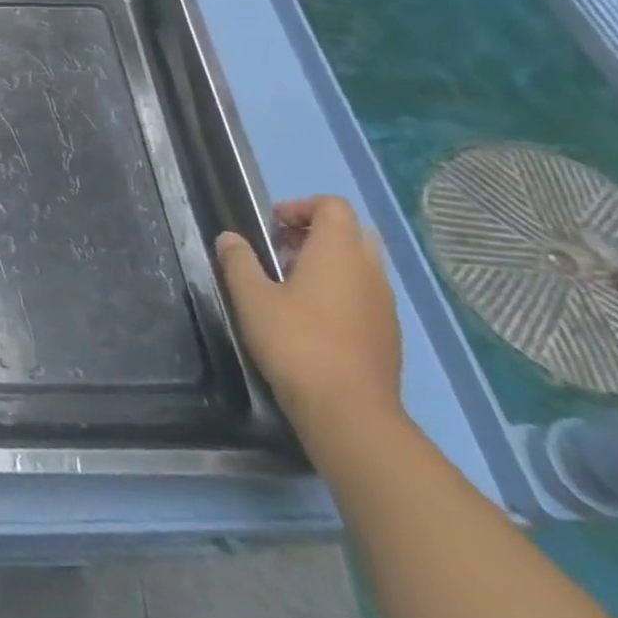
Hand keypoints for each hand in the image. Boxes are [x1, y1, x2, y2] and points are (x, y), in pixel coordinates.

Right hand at [214, 196, 402, 448]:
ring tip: (290, 285)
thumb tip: (229, 238)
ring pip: (361, 264)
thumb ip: (238, 261)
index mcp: (339, 252)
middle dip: (315, 232)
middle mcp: (369, 270)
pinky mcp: (388, 333)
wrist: (349, 411)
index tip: (271, 225)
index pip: (333, 206)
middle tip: (281, 250)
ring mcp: (385, 303)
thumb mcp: (251, 298)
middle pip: (351, 231)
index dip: (301, 206)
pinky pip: (366, 294)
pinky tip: (311, 318)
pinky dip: (340, 290)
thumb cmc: (295, 342)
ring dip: (328, 262)